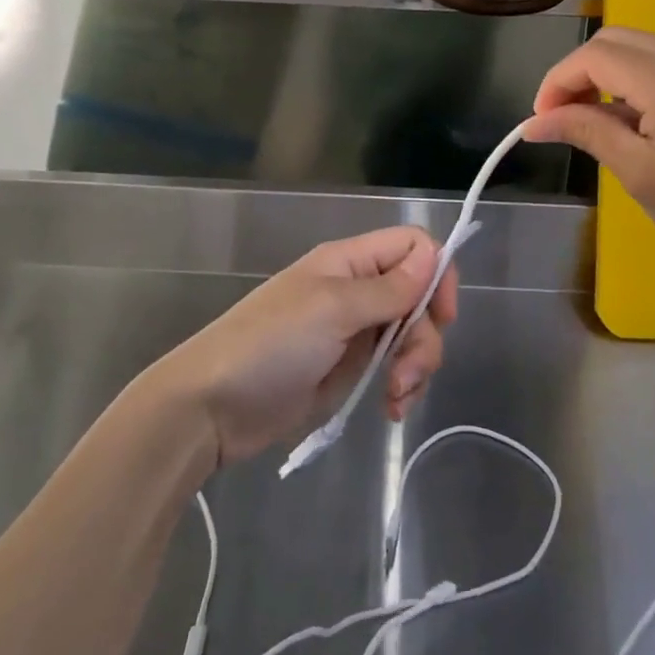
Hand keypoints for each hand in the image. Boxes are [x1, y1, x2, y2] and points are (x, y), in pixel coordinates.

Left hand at [150, 227, 456, 465]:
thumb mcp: (332, 310)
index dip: (436, 274)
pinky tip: (391, 409)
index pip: (412, 246)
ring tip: (395, 397)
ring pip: (411, 334)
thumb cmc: (271, 345)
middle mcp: (357, 290)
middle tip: (406, 372)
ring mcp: (354, 331)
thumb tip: (433, 254)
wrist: (213, 406)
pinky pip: (394, 367)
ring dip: (416, 365)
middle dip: (424, 335)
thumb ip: (387, 287)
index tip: (441, 315)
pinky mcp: (349, 369)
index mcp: (349, 262)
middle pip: (419, 296)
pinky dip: (402, 386)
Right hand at [525, 27, 654, 286]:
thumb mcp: (641, 176)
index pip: (596, 55)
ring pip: (641, 49)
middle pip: (617, 40)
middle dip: (579, 72)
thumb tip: (535, 121)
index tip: (541, 121)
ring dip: (607, 75)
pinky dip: (636, 82)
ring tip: (596, 123)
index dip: (558, 81)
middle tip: (564, 118)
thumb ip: (587, 133)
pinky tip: (636, 122)